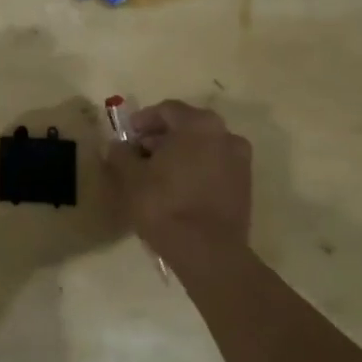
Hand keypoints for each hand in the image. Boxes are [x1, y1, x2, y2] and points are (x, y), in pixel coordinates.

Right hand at [106, 100, 253, 265]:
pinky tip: (178, 189)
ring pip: (203, 147)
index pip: (167, 110)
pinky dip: (196, 170)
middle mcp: (226, 135)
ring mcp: (240, 161)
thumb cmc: (165, 204)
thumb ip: (120, 154)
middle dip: (161, 137)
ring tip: (157, 175)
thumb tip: (116, 146)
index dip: (143, 120)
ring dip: (180, 154)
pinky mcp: (245, 186)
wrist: (208, 252)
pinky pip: (215, 167)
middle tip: (139, 154)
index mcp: (198, 124)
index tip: (128, 136)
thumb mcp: (130, 177)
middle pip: (187, 126)